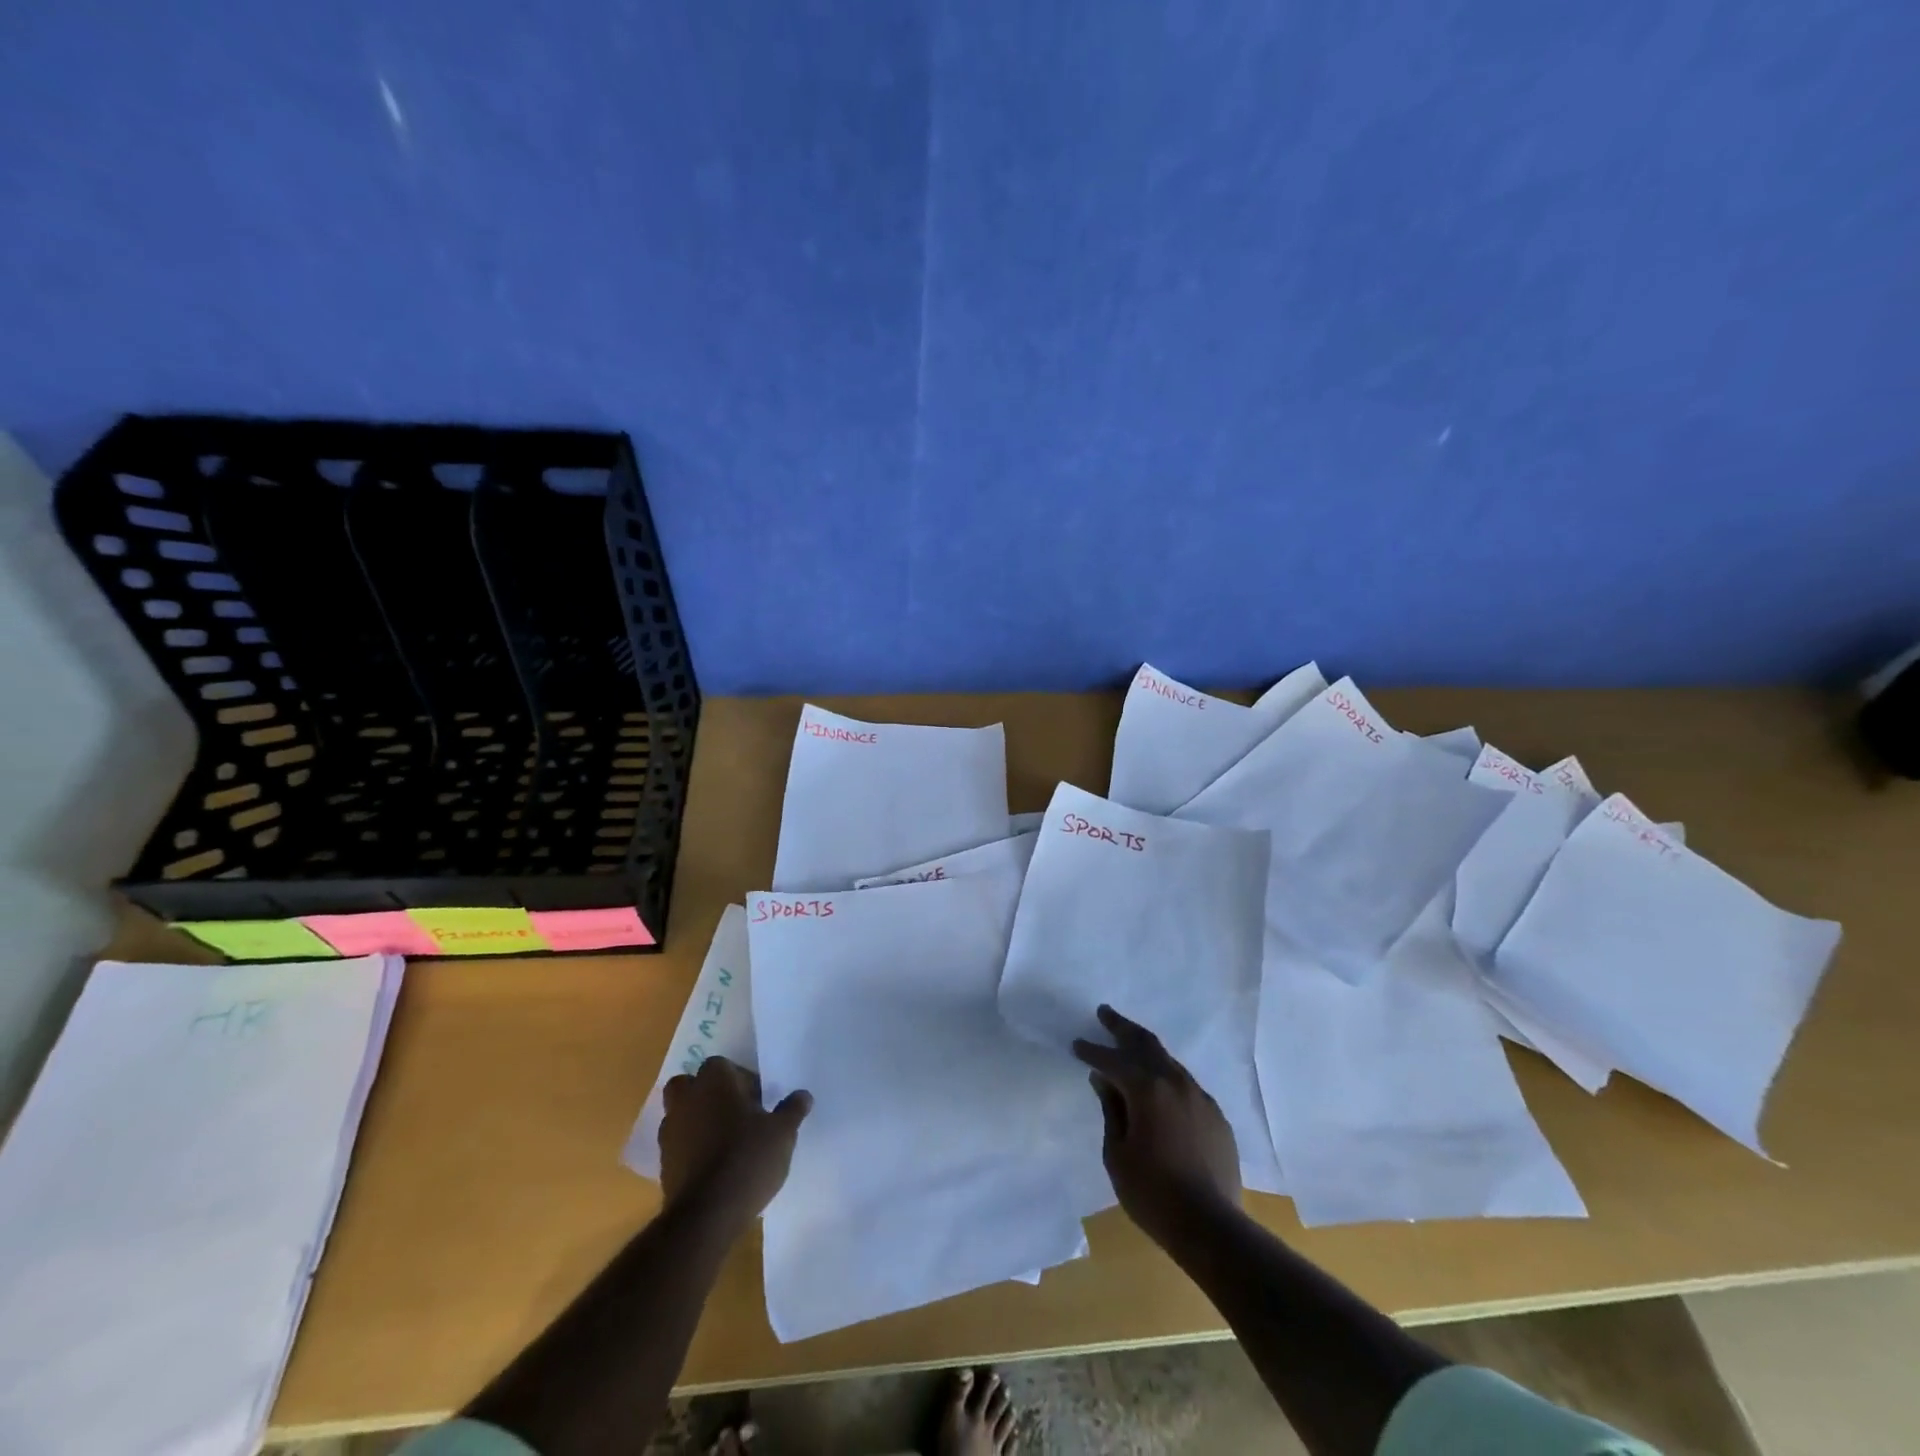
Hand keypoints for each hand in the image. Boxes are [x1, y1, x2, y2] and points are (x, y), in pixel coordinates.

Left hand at [659, 1057, 811, 1226]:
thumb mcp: (782, 1132)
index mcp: (713, 1082)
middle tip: (736, 1112)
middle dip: (708, 1094)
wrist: (707, 1214)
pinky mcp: (663, 1164)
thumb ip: (792, 1109)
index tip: (758, 1099)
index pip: (722, 1065)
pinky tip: (715, 1166)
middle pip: (690, 1085)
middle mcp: (686, 1100)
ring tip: (726, 1141)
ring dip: (698, 1121)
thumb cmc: (748, 1158)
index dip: (740, 1079)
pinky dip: (692, 1149)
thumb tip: (803, 1096)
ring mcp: (670, 1133)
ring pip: (681, 1114)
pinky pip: (678, 1145)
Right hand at [1073, 1004, 1241, 1249]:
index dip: (1092, 1051)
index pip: (1112, 1060)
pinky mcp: (1216, 1116)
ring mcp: (1200, 1098)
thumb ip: (1111, 1110)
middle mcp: (1176, 1082)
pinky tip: (1160, 1089)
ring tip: (1130, 1046)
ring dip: (1147, 1051)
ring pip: (1169, 1062)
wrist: (1211, 1227)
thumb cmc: (1153, 1193)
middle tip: (1105, 1013)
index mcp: (1147, 1089)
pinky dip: (1167, 1078)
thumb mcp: (1117, 1154)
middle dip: (1122, 1028)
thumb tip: (1104, 1081)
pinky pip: (1186, 1086)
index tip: (1077, 1044)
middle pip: (1146, 1044)